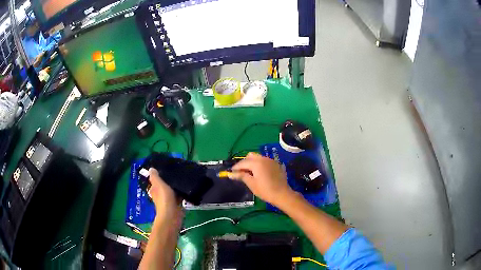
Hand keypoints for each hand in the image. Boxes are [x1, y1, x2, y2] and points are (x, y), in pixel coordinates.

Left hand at [148, 168, 181, 216]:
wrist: (172, 214)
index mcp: (153, 189)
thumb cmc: (164, 197)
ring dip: (174, 187)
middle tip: (175, 172)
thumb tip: (151, 169)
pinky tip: (186, 188)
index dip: (158, 176)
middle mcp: (159, 195)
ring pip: (171, 191)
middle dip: (167, 181)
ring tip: (182, 178)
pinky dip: (180, 193)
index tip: (165, 169)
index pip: (154, 181)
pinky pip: (178, 196)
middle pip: (163, 186)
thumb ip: (155, 176)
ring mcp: (167, 200)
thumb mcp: (158, 184)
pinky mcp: (175, 204)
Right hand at [229, 152, 293, 205]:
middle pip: (250, 156)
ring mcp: (271, 160)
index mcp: (256, 163)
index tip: (231, 172)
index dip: (236, 167)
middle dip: (244, 162)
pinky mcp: (276, 164)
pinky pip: (265, 161)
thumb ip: (241, 176)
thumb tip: (230, 174)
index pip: (243, 162)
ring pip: (258, 157)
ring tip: (250, 173)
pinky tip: (259, 173)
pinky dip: (259, 164)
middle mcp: (263, 158)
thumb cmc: (265, 190)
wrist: (282, 194)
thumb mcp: (251, 184)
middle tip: (241, 172)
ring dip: (252, 163)